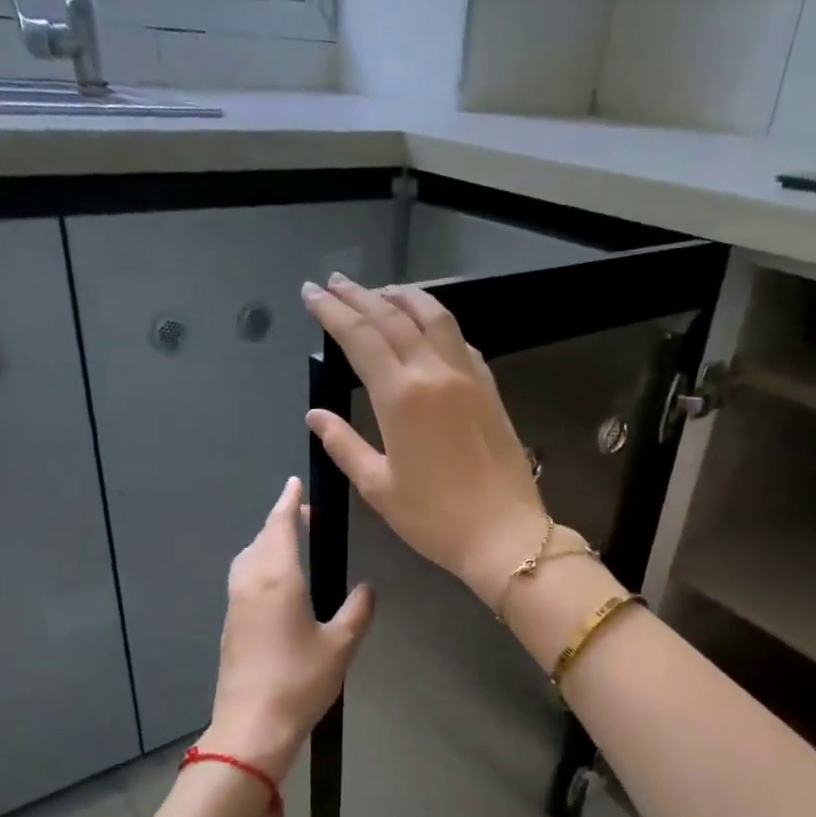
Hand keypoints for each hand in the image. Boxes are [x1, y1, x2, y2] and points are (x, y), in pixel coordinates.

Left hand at [204, 475, 374, 806]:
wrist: (251, 726)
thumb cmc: (299, 681)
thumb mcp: (340, 645)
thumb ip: (357, 611)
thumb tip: (367, 588)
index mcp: (278, 579)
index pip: (280, 527)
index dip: (287, 503)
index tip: (293, 483)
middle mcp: (250, 583)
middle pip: (261, 538)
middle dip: (279, 521)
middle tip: (302, 514)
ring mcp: (235, 604)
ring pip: (247, 558)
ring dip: (266, 542)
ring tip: (290, 544)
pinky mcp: (229, 625)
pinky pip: (242, 578)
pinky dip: (258, 564)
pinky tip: (275, 582)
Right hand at [302, 275, 548, 606]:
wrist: (504, 534)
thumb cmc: (434, 518)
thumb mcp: (378, 487)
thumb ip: (343, 444)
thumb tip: (315, 415)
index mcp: (401, 396)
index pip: (360, 337)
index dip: (332, 311)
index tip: (311, 293)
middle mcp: (434, 372)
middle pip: (393, 317)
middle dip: (360, 295)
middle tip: (335, 282)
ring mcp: (467, 376)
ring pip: (434, 317)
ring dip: (404, 297)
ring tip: (381, 292)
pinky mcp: (489, 387)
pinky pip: (460, 340)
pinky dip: (437, 322)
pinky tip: (427, 326)